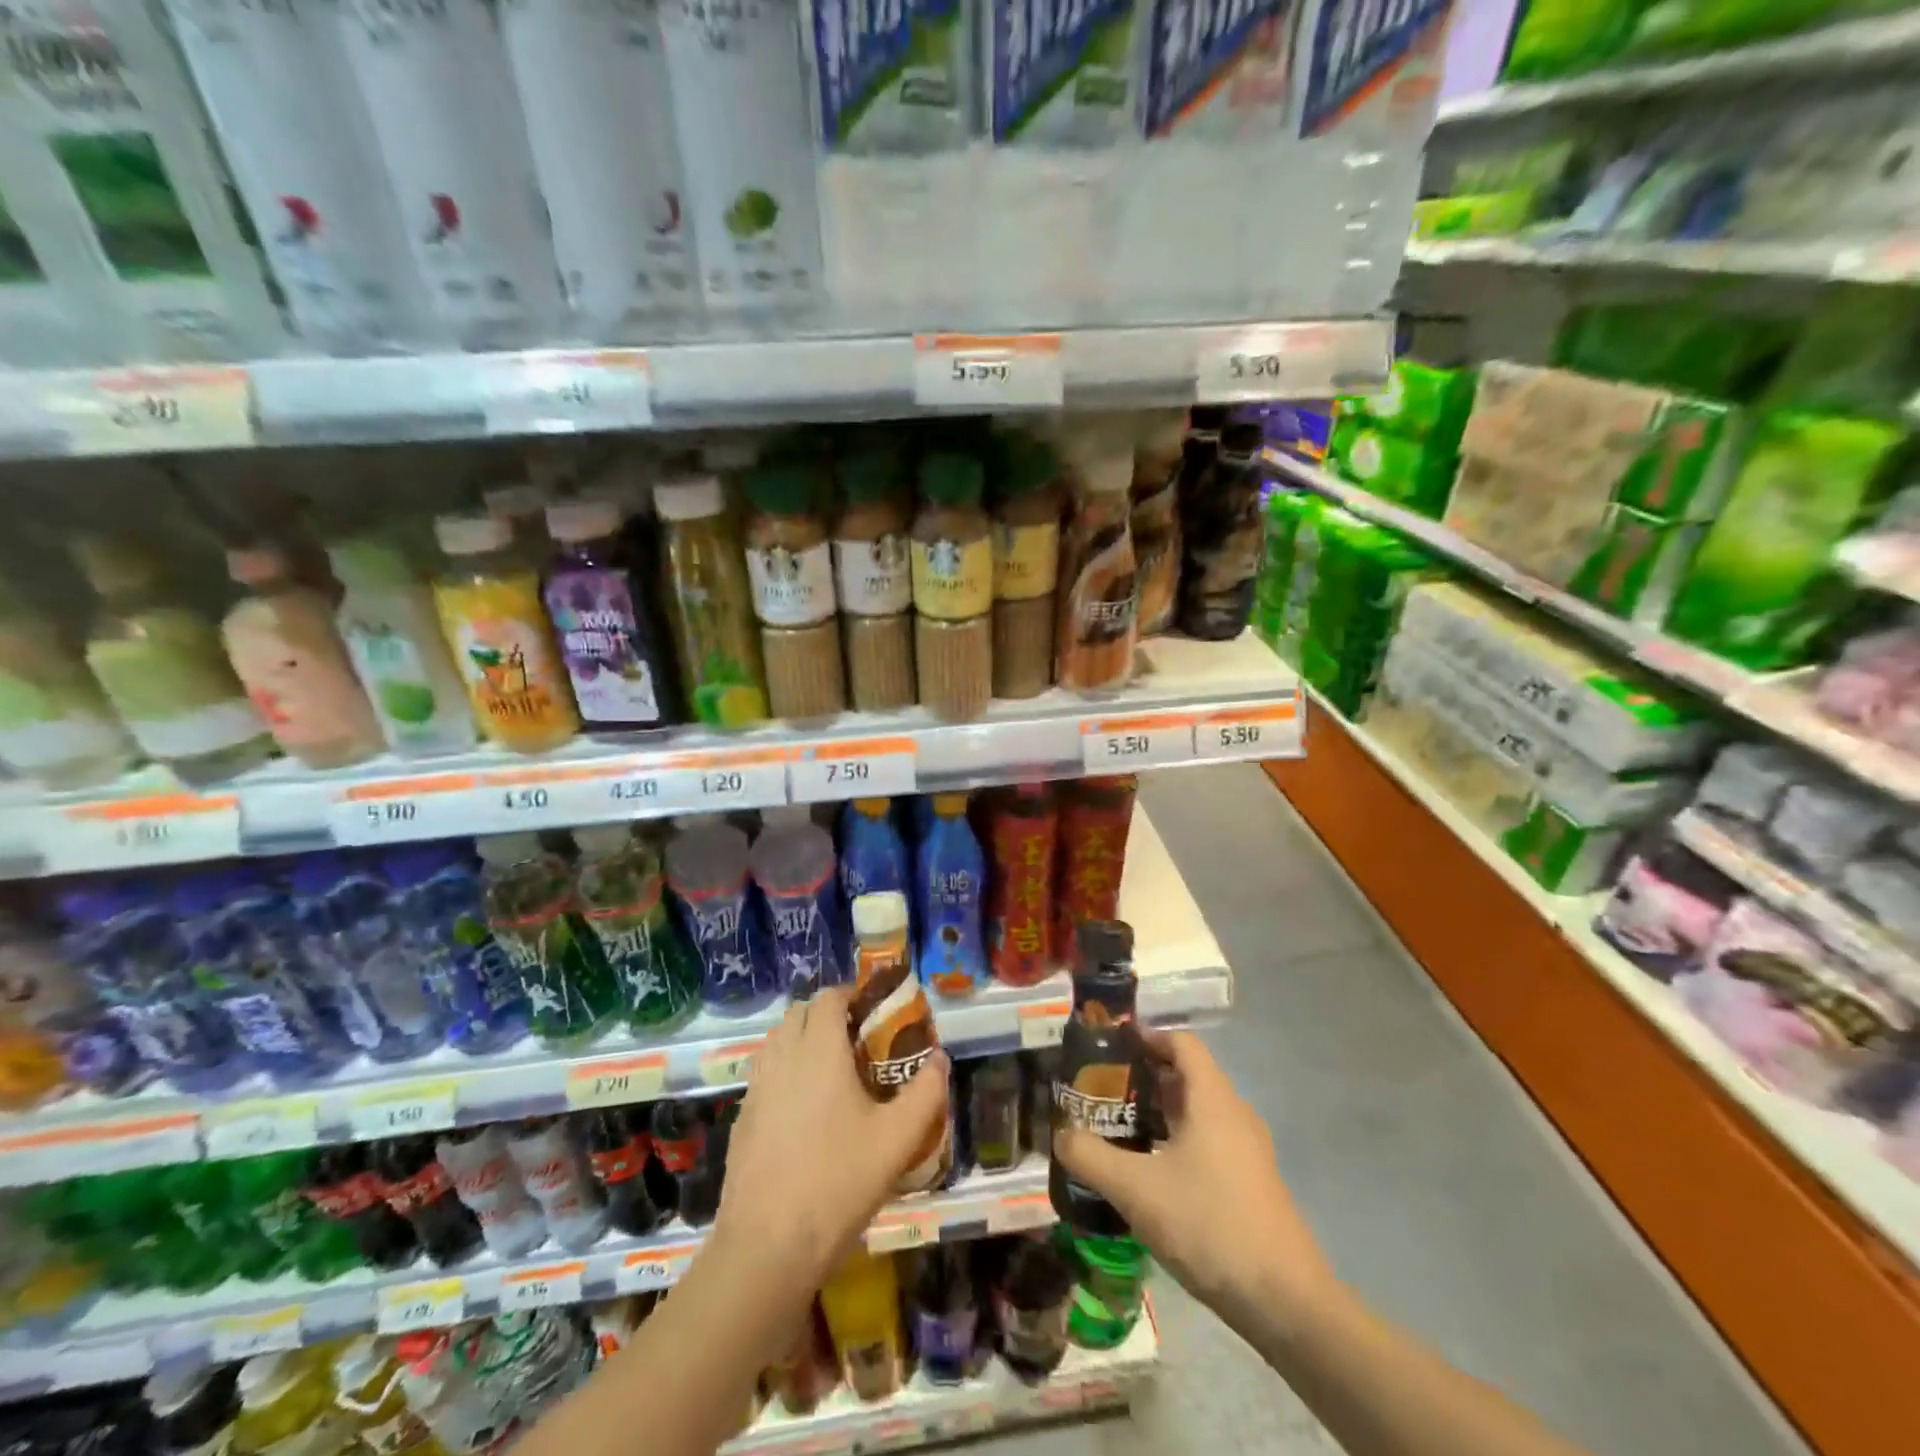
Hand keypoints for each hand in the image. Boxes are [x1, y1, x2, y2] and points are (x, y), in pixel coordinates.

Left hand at [712, 985, 949, 1290]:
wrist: (766, 1248)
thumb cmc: (837, 1183)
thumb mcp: (897, 1140)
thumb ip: (925, 1093)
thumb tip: (939, 1060)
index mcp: (817, 1049)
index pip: (828, 996)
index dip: (852, 995)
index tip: (876, 1015)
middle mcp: (782, 1056)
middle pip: (800, 1012)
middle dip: (828, 1015)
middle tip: (859, 1044)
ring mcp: (755, 1087)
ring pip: (779, 1041)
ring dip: (804, 1041)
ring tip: (835, 1075)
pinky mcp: (742, 1117)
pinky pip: (766, 1073)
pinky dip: (786, 1072)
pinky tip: (807, 1113)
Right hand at [1056, 1030, 1337, 1333]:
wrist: (1286, 1303)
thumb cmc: (1209, 1224)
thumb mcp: (1136, 1189)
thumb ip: (1090, 1156)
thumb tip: (1060, 1136)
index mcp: (1212, 1099)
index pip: (1181, 1042)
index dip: (1146, 1038)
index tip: (1110, 1050)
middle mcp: (1234, 1113)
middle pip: (1187, 1076)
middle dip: (1143, 1079)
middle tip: (1102, 1094)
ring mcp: (1247, 1150)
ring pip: (1197, 1113)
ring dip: (1159, 1113)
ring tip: (1119, 1131)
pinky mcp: (1251, 1183)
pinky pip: (1209, 1142)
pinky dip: (1177, 1142)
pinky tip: (1151, 1175)